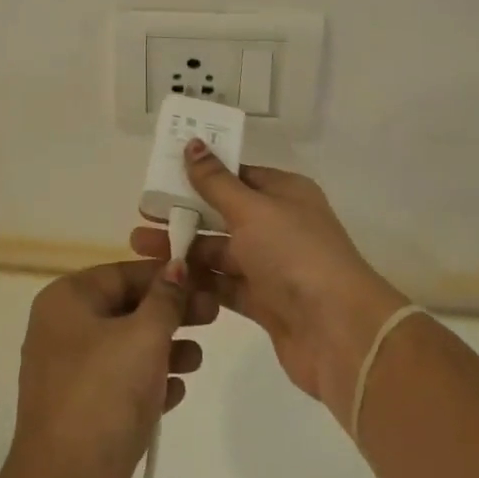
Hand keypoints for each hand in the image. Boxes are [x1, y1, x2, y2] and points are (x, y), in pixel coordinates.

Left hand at [5, 260, 217, 477]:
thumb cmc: (104, 394)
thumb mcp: (143, 336)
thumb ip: (165, 299)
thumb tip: (176, 266)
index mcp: (65, 301)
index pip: (121, 273)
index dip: (163, 275)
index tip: (202, 281)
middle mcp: (61, 331)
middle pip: (125, 309)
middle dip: (169, 313)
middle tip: (213, 316)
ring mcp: (69, 376)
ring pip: (125, 349)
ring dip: (164, 349)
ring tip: (198, 358)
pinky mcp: (82, 415)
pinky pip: (121, 386)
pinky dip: (149, 383)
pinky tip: (178, 392)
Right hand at [130, 145, 405, 419]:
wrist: (340, 334)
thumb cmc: (295, 255)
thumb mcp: (252, 210)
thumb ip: (216, 182)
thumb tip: (194, 143)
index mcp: (284, 193)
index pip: (238, 175)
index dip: (201, 173)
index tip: (163, 173)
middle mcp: (280, 226)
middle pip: (223, 213)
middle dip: (184, 213)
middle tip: (142, 213)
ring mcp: (273, 266)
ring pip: (220, 251)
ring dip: (183, 248)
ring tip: (139, 247)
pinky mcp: (266, 303)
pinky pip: (225, 285)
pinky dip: (199, 281)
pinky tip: (166, 279)